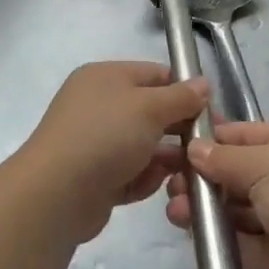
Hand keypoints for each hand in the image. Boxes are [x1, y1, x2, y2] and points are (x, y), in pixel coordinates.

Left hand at [25, 62, 208, 241]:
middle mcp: (99, 106)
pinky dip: (142, 179)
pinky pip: (130, 173)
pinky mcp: (95, 177)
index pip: (156, 75)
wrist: (57, 194)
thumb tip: (203, 84)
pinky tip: (147, 186)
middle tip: (204, 147)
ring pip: (144, 146)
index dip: (185, 91)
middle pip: (152, 112)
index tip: (211, 112)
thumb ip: (181, 96)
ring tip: (184, 173)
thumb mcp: (150, 107)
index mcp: (106, 77)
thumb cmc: (106, 136)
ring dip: (164, 160)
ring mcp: (95, 143)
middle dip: (178, 130)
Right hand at [166, 122, 268, 268]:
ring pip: (234, 207)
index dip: (213, 137)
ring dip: (204, 205)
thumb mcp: (268, 162)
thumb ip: (226, 157)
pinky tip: (187, 227)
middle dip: (203, 174)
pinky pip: (238, 239)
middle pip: (237, 172)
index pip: (247, 135)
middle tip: (168, 178)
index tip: (175, 141)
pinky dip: (215, 233)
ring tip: (173, 206)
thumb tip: (194, 149)